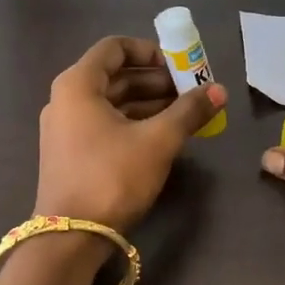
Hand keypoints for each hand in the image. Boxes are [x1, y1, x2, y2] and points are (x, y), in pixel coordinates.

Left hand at [34, 37, 225, 232]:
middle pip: (115, 76)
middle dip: (156, 80)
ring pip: (112, 103)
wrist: (71, 236)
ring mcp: (65, 129)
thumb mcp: (157, 141)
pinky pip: (106, 125)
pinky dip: (134, 123)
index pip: (114, 48)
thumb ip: (189, 112)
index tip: (180, 65)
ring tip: (186, 113)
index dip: (150, 51)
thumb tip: (219, 91)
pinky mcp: (71, 154)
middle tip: (191, 91)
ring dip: (148, 103)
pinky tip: (163, 135)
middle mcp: (66, 100)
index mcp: (78, 84)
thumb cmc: (112, 177)